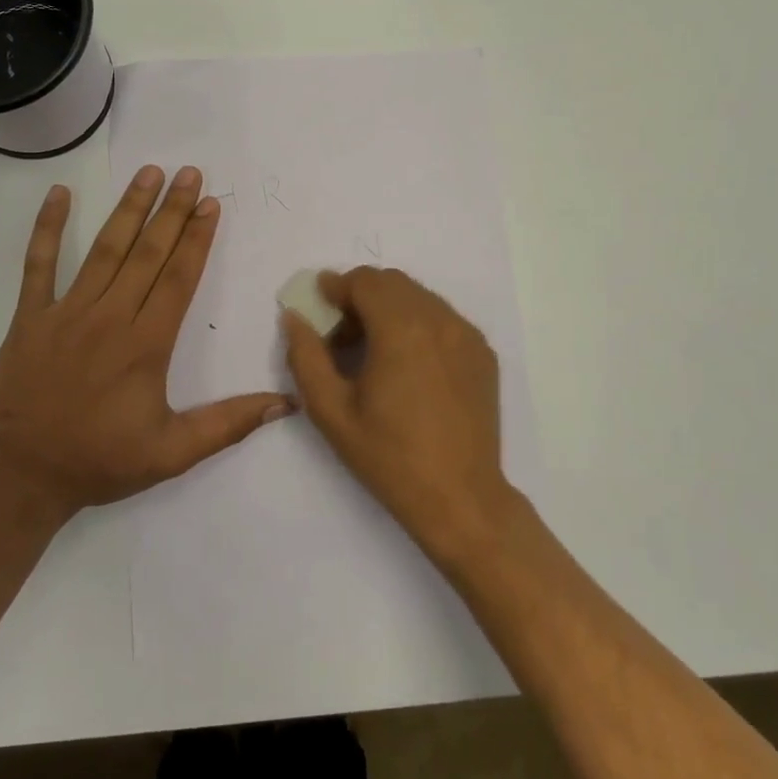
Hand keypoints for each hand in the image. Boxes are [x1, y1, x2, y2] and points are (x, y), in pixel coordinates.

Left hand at [0, 166, 294, 522]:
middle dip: (172, 211)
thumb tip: (286, 403)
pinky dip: (48, 228)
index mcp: (146, 344)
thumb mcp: (172, 454)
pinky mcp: (30, 317)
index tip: (210, 204)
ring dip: (129, 209)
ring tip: (148, 173)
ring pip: (104, 250)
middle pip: (148, 253)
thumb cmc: (99, 462)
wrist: (18, 477)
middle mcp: (110, 317)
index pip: (179, 278)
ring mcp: (66, 312)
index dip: (197, 238)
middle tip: (190, 173)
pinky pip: (38, 265)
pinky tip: (59, 193)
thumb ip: (229, 424)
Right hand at [282, 268, 516, 563]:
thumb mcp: (331, 411)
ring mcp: (467, 335)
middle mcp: (440, 320)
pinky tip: (407, 364)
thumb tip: (295, 318)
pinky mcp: (483, 353)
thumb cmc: (389, 456)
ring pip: (420, 297)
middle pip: (393, 283)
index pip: (364, 281)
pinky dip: (418, 324)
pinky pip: (443, 318)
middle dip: (361, 295)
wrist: (460, 497)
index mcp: (402, 329)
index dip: (336, 286)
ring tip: (373, 350)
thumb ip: (306, 356)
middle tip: (341, 333)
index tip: (319, 304)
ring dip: (390, 308)